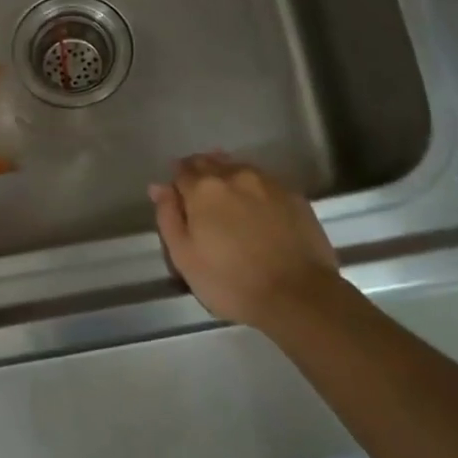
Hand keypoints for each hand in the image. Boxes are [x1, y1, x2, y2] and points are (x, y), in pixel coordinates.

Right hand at [149, 154, 340, 330]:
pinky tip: (255, 208)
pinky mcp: (293, 195)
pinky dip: (253, 188)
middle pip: (210, 162)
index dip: (177, 183)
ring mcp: (267, 182)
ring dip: (227, 177)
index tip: (178, 198)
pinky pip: (264, 182)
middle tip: (200, 199)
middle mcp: (234, 175)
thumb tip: (159, 187)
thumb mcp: (185, 258)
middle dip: (200, 174)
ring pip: (238, 168)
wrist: (298, 294)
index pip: (181, 170)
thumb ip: (168, 217)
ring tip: (227, 201)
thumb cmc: (232, 282)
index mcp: (203, 188)